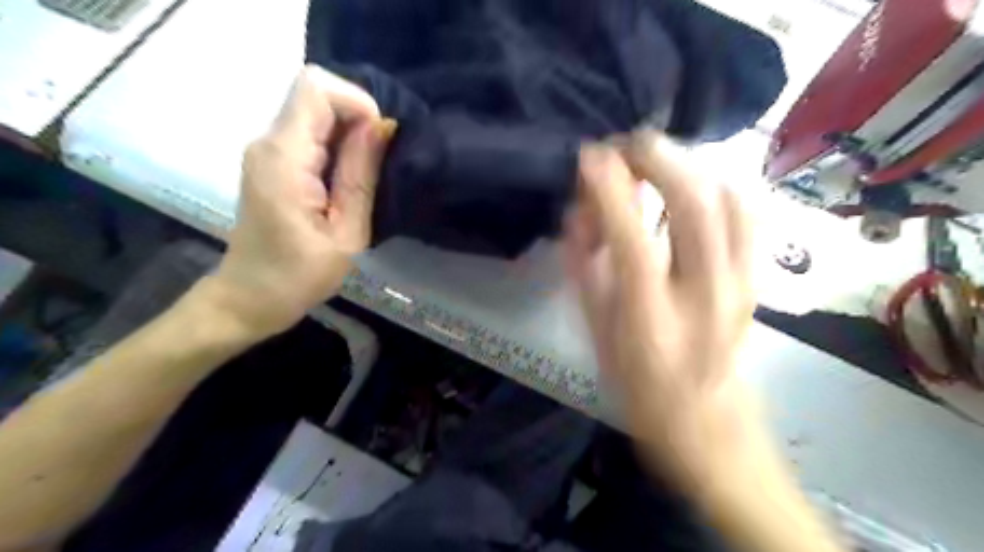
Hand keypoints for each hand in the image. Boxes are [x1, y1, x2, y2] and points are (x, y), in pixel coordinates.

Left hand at [209, 65, 395, 337]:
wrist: (250, 296)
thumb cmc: (300, 275)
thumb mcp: (346, 232)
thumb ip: (361, 174)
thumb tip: (382, 125)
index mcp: (284, 157)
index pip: (317, 88)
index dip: (357, 102)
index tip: (382, 140)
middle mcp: (268, 141)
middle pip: (315, 93)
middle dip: (357, 118)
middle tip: (380, 162)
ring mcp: (266, 149)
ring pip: (314, 111)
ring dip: (349, 132)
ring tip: (367, 174)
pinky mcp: (270, 160)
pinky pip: (309, 131)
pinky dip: (337, 143)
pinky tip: (348, 178)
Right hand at [565, 132, 754, 492]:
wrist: (711, 426)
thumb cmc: (641, 388)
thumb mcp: (597, 338)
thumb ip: (586, 273)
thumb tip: (579, 215)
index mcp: (651, 321)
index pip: (631, 241)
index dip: (610, 191)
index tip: (590, 156)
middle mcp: (703, 297)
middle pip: (695, 206)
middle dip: (658, 159)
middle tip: (626, 144)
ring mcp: (740, 286)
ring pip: (729, 200)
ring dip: (689, 166)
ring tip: (655, 160)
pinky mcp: (757, 280)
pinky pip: (748, 214)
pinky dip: (718, 184)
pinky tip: (693, 183)